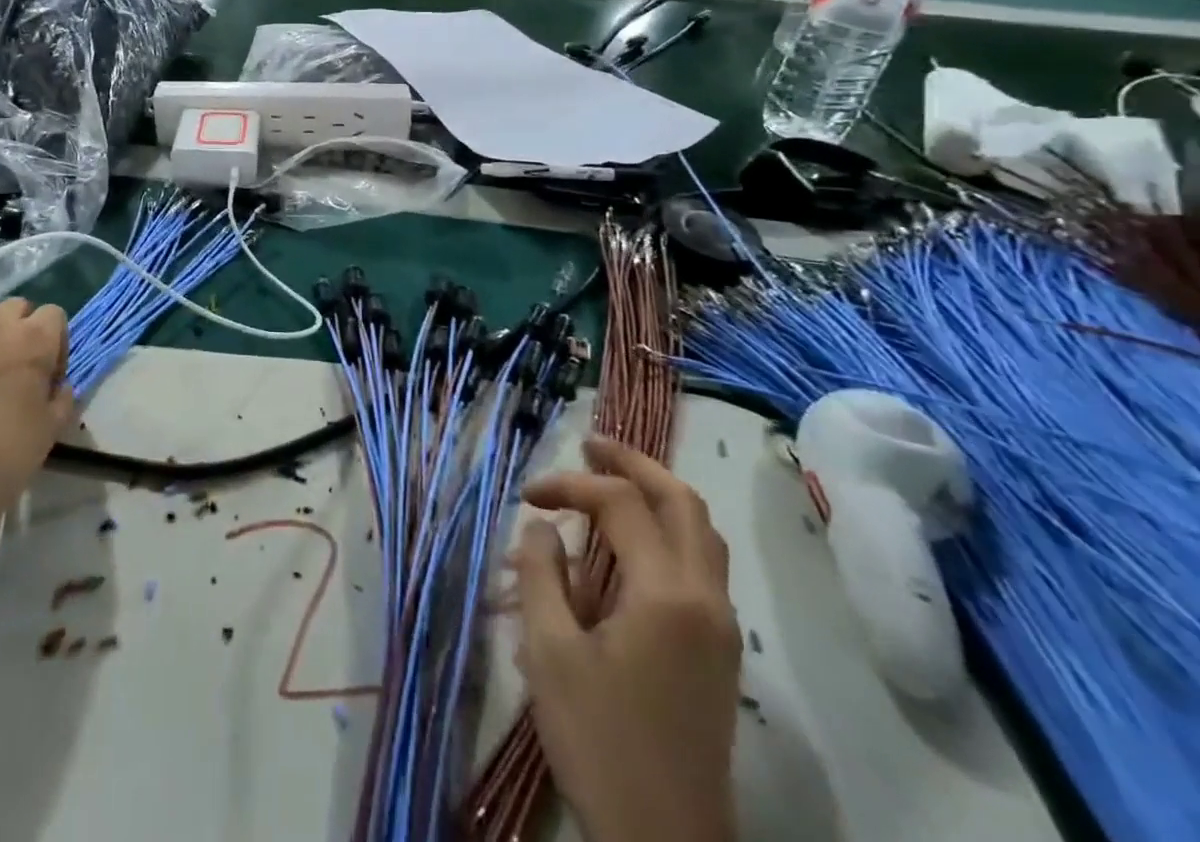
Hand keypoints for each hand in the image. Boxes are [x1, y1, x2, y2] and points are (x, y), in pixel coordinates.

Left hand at [0, 297, 73, 611]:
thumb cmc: (2, 458)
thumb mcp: (51, 430)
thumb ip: (62, 396)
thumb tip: (56, 385)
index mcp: (30, 339)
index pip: (54, 315)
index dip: (56, 343)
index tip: (48, 377)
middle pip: (14, 309)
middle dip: (20, 332)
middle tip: (16, 375)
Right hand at [511, 436, 740, 841]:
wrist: (665, 840)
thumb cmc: (600, 741)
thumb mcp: (550, 653)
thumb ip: (541, 574)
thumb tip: (543, 528)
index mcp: (665, 594)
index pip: (620, 505)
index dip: (569, 485)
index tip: (527, 496)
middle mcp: (704, 598)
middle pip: (682, 502)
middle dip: (634, 464)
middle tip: (589, 445)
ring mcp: (720, 626)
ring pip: (701, 531)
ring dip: (657, 494)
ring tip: (611, 479)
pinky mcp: (718, 650)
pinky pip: (701, 563)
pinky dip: (668, 530)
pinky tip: (630, 541)